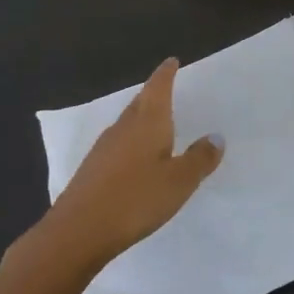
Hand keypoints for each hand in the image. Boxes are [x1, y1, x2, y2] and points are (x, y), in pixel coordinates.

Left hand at [41, 59, 222, 271]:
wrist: (78, 232)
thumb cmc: (135, 199)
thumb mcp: (179, 181)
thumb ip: (200, 158)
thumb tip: (215, 137)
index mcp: (148, 122)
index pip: (158, 88)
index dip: (166, 74)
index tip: (172, 61)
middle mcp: (124, 128)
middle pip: (140, 102)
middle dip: (153, 94)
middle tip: (165, 88)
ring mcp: (103, 149)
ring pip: (127, 123)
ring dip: (141, 118)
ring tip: (155, 122)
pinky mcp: (92, 170)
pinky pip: (117, 145)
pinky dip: (130, 142)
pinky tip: (135, 158)